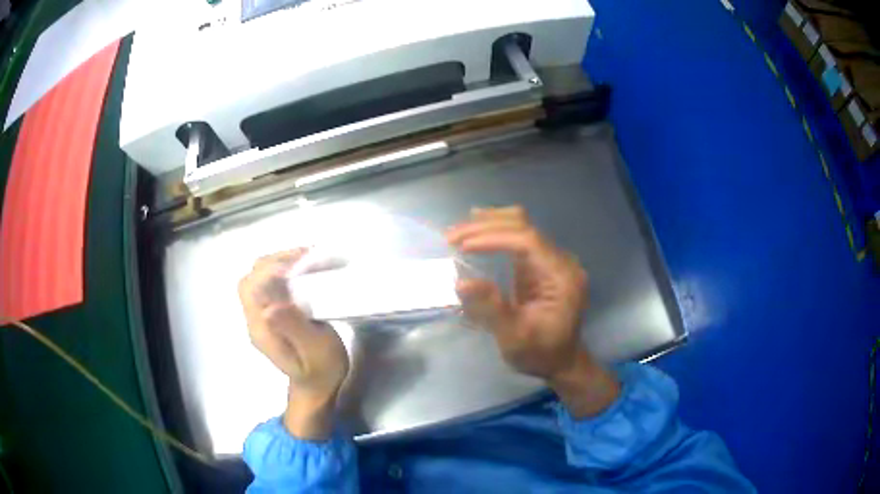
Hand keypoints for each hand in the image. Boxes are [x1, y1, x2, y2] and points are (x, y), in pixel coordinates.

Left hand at [238, 249, 348, 438]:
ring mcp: (260, 317)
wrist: (316, 387)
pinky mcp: (270, 314)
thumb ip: (294, 328)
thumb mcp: (315, 352)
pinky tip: (303, 270)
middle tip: (306, 257)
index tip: (301, 264)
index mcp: (262, 329)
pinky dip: (283, 271)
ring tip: (307, 259)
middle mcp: (255, 320)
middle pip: (250, 279)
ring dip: (278, 263)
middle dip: (274, 261)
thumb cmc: (321, 371)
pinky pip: (268, 285)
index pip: (252, 288)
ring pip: (257, 278)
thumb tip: (270, 305)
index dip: (271, 269)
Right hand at [447, 206, 618, 417]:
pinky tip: (476, 231)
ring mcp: (552, 260)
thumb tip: (461, 282)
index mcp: (561, 276)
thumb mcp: (515, 338)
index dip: (494, 237)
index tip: (462, 246)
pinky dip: (495, 232)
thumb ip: (491, 309)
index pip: (528, 241)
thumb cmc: (540, 353)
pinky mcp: (541, 264)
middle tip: (451, 237)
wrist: (561, 361)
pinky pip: (519, 237)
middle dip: (486, 227)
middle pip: (524, 226)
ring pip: (521, 225)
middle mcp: (560, 260)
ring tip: (459, 231)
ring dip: (489, 224)